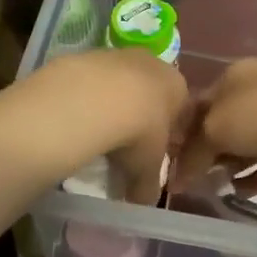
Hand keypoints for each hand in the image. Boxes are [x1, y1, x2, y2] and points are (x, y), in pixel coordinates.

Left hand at [32, 49, 188, 204]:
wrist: (94, 99)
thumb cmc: (138, 132)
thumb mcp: (148, 168)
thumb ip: (149, 185)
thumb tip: (143, 203)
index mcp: (178, 86)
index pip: (180, 108)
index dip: (168, 132)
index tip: (153, 152)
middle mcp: (152, 63)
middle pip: (149, 90)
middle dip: (139, 114)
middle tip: (125, 143)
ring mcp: (118, 54)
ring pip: (119, 82)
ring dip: (111, 103)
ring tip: (97, 131)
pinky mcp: (87, 54)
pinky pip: (91, 80)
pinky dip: (86, 97)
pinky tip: (76, 117)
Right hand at [175, 58, 256, 196]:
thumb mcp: (213, 130)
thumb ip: (193, 153)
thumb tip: (179, 177)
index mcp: (236, 74)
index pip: (201, 102)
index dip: (184, 131)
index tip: (172, 158)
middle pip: (224, 123)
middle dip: (208, 151)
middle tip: (192, 176)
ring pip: (247, 142)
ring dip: (231, 164)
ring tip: (215, 186)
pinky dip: (254, 175)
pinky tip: (239, 192)